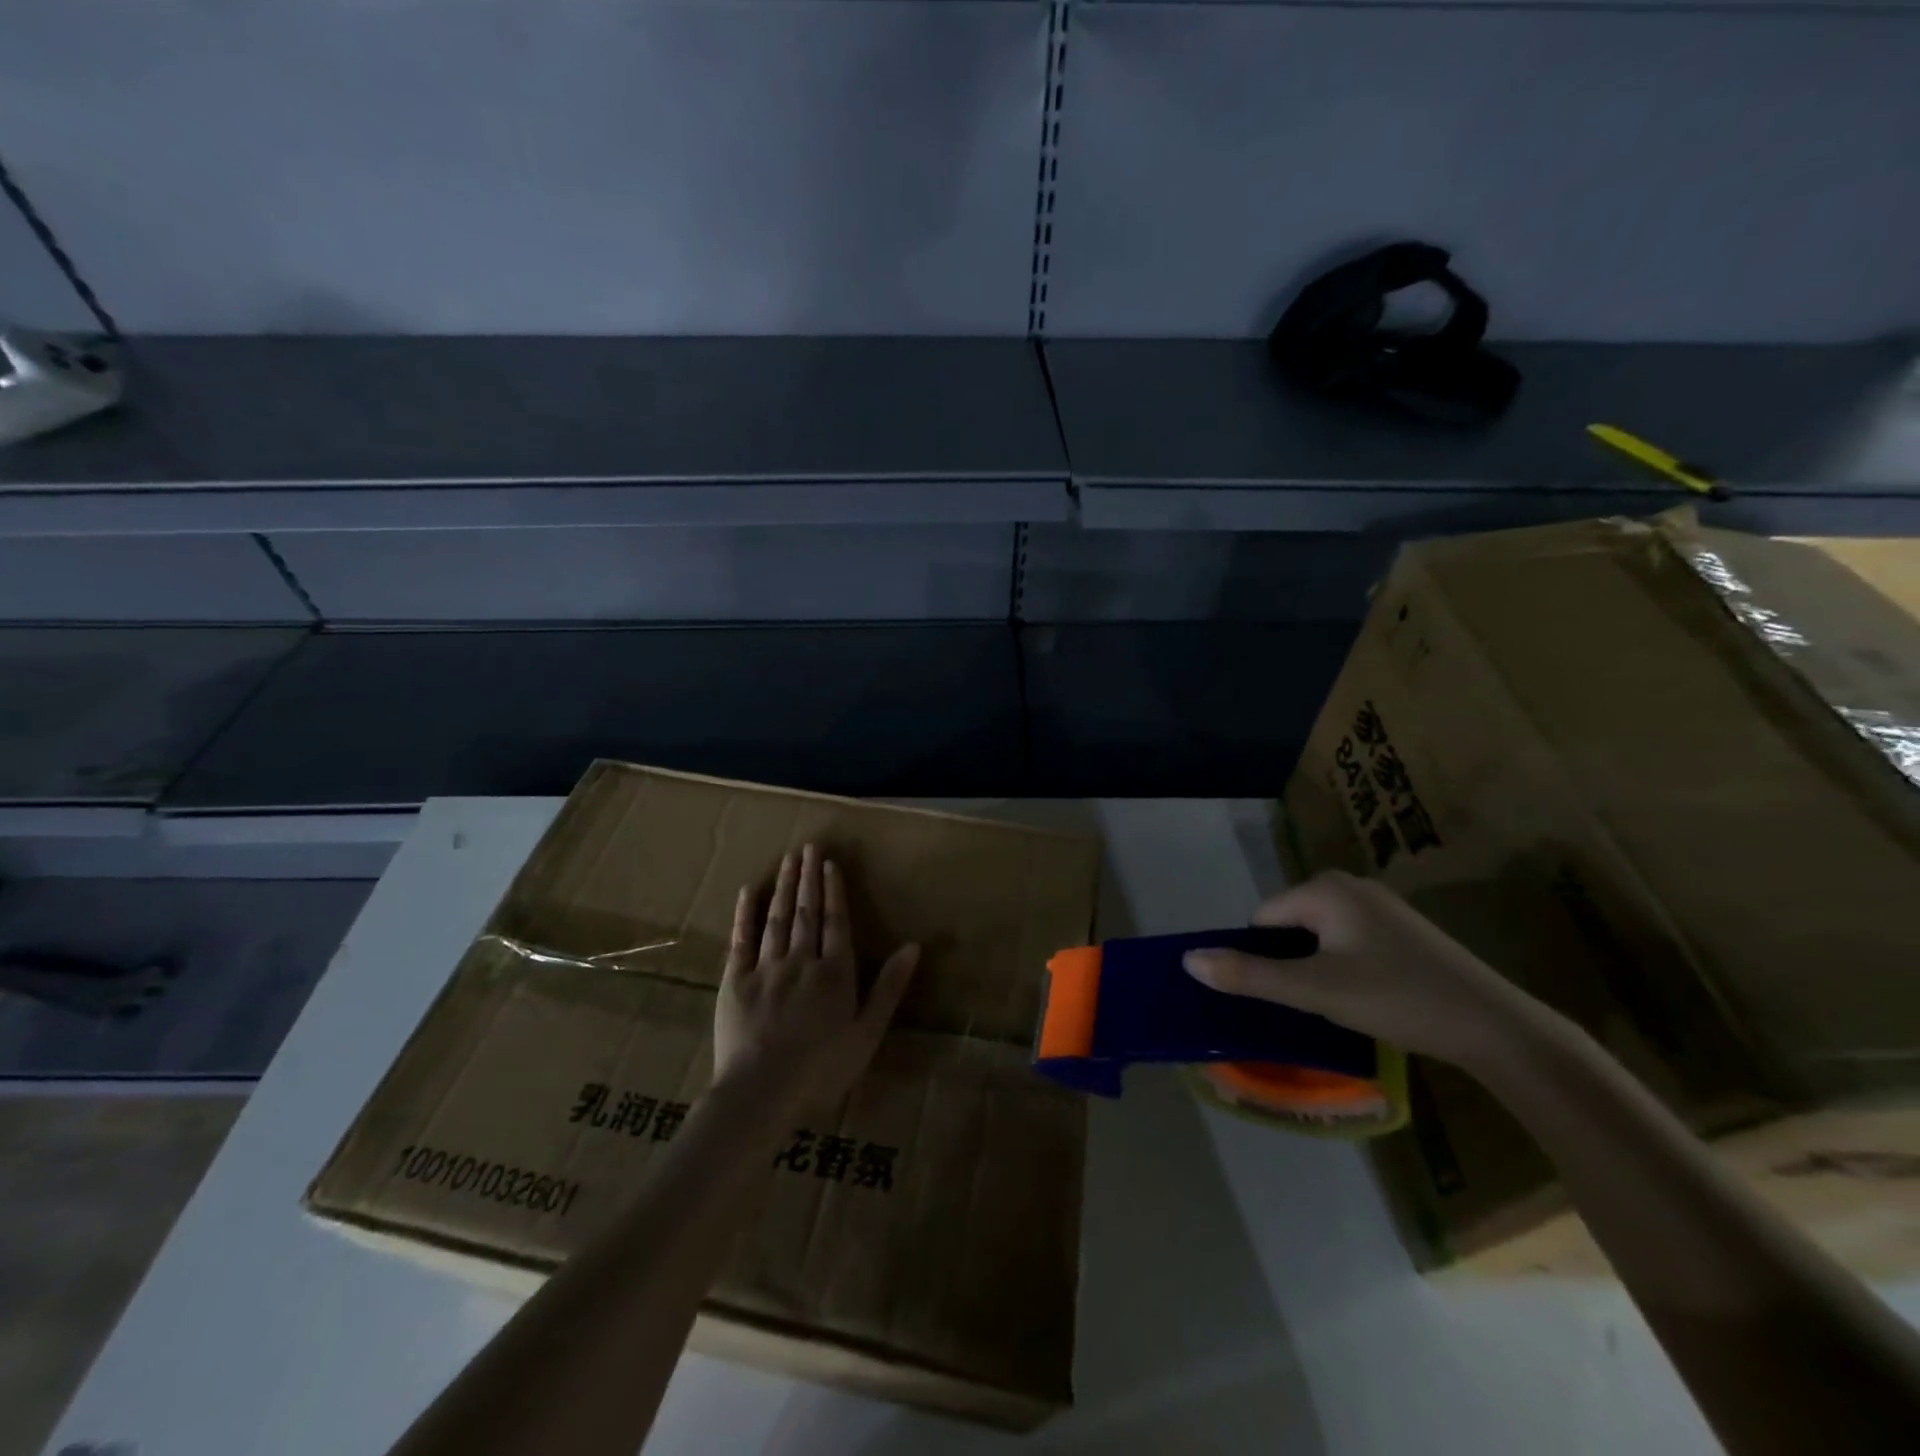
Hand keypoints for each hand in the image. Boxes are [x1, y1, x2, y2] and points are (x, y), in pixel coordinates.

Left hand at [714, 844, 918, 1111]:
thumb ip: (889, 987)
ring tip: (788, 859)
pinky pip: (741, 939)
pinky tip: (750, 891)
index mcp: (834, 973)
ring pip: (777, 918)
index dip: (834, 891)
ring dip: (784, 886)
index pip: (836, 921)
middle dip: (808, 877)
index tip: (830, 863)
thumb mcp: (867, 1033)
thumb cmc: (822, 1069)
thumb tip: (913, 946)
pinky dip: (745, 913)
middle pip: (806, 911)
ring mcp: (766, 967)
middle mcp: (801, 960)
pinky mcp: (735, 980)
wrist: (761, 1092)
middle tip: (808, 846)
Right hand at [1182, 869, 1545, 1070]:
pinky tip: (1370, 998)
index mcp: (1324, 888)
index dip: (1266, 960)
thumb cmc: (1397, 998)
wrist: (1495, 1026)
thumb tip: (1188, 960)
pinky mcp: (1401, 929)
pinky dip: (1345, 968)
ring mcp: (1379, 905)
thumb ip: (1249, 975)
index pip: (1262, 919)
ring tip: (1342, 1005)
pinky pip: (1348, 942)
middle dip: (1292, 964)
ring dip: (1318, 969)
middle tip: (1317, 1003)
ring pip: (1319, 937)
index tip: (1291, 995)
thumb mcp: (1315, 990)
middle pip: (1289, 926)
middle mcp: (1349, 885)